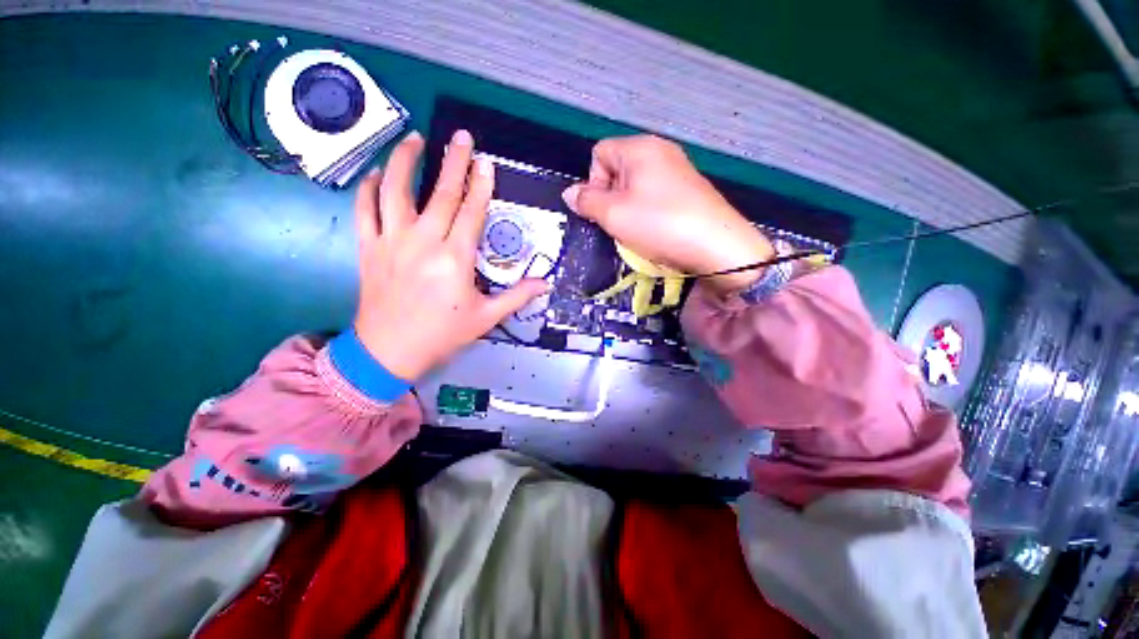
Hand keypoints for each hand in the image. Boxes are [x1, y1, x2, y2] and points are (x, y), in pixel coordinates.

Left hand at [352, 130, 549, 380]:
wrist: (390, 351)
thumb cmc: (442, 334)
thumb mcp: (485, 317)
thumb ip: (516, 296)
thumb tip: (544, 284)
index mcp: (454, 259)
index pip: (471, 212)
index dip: (480, 185)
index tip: (485, 162)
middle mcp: (423, 242)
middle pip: (441, 193)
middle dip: (454, 162)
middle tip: (461, 137)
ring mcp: (391, 242)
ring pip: (395, 190)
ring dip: (405, 161)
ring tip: (414, 139)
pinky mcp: (368, 248)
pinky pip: (364, 209)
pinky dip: (369, 188)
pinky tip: (378, 174)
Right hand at [562, 135, 773, 294]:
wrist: (716, 246)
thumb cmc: (659, 224)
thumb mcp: (614, 214)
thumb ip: (587, 202)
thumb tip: (570, 193)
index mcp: (639, 147)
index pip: (599, 154)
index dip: (593, 182)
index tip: (604, 209)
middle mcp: (660, 150)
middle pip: (617, 169)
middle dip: (611, 197)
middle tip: (620, 223)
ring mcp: (678, 169)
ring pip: (636, 186)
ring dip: (628, 209)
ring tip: (638, 231)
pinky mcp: (689, 189)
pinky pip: (655, 196)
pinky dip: (648, 212)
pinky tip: (656, 230)